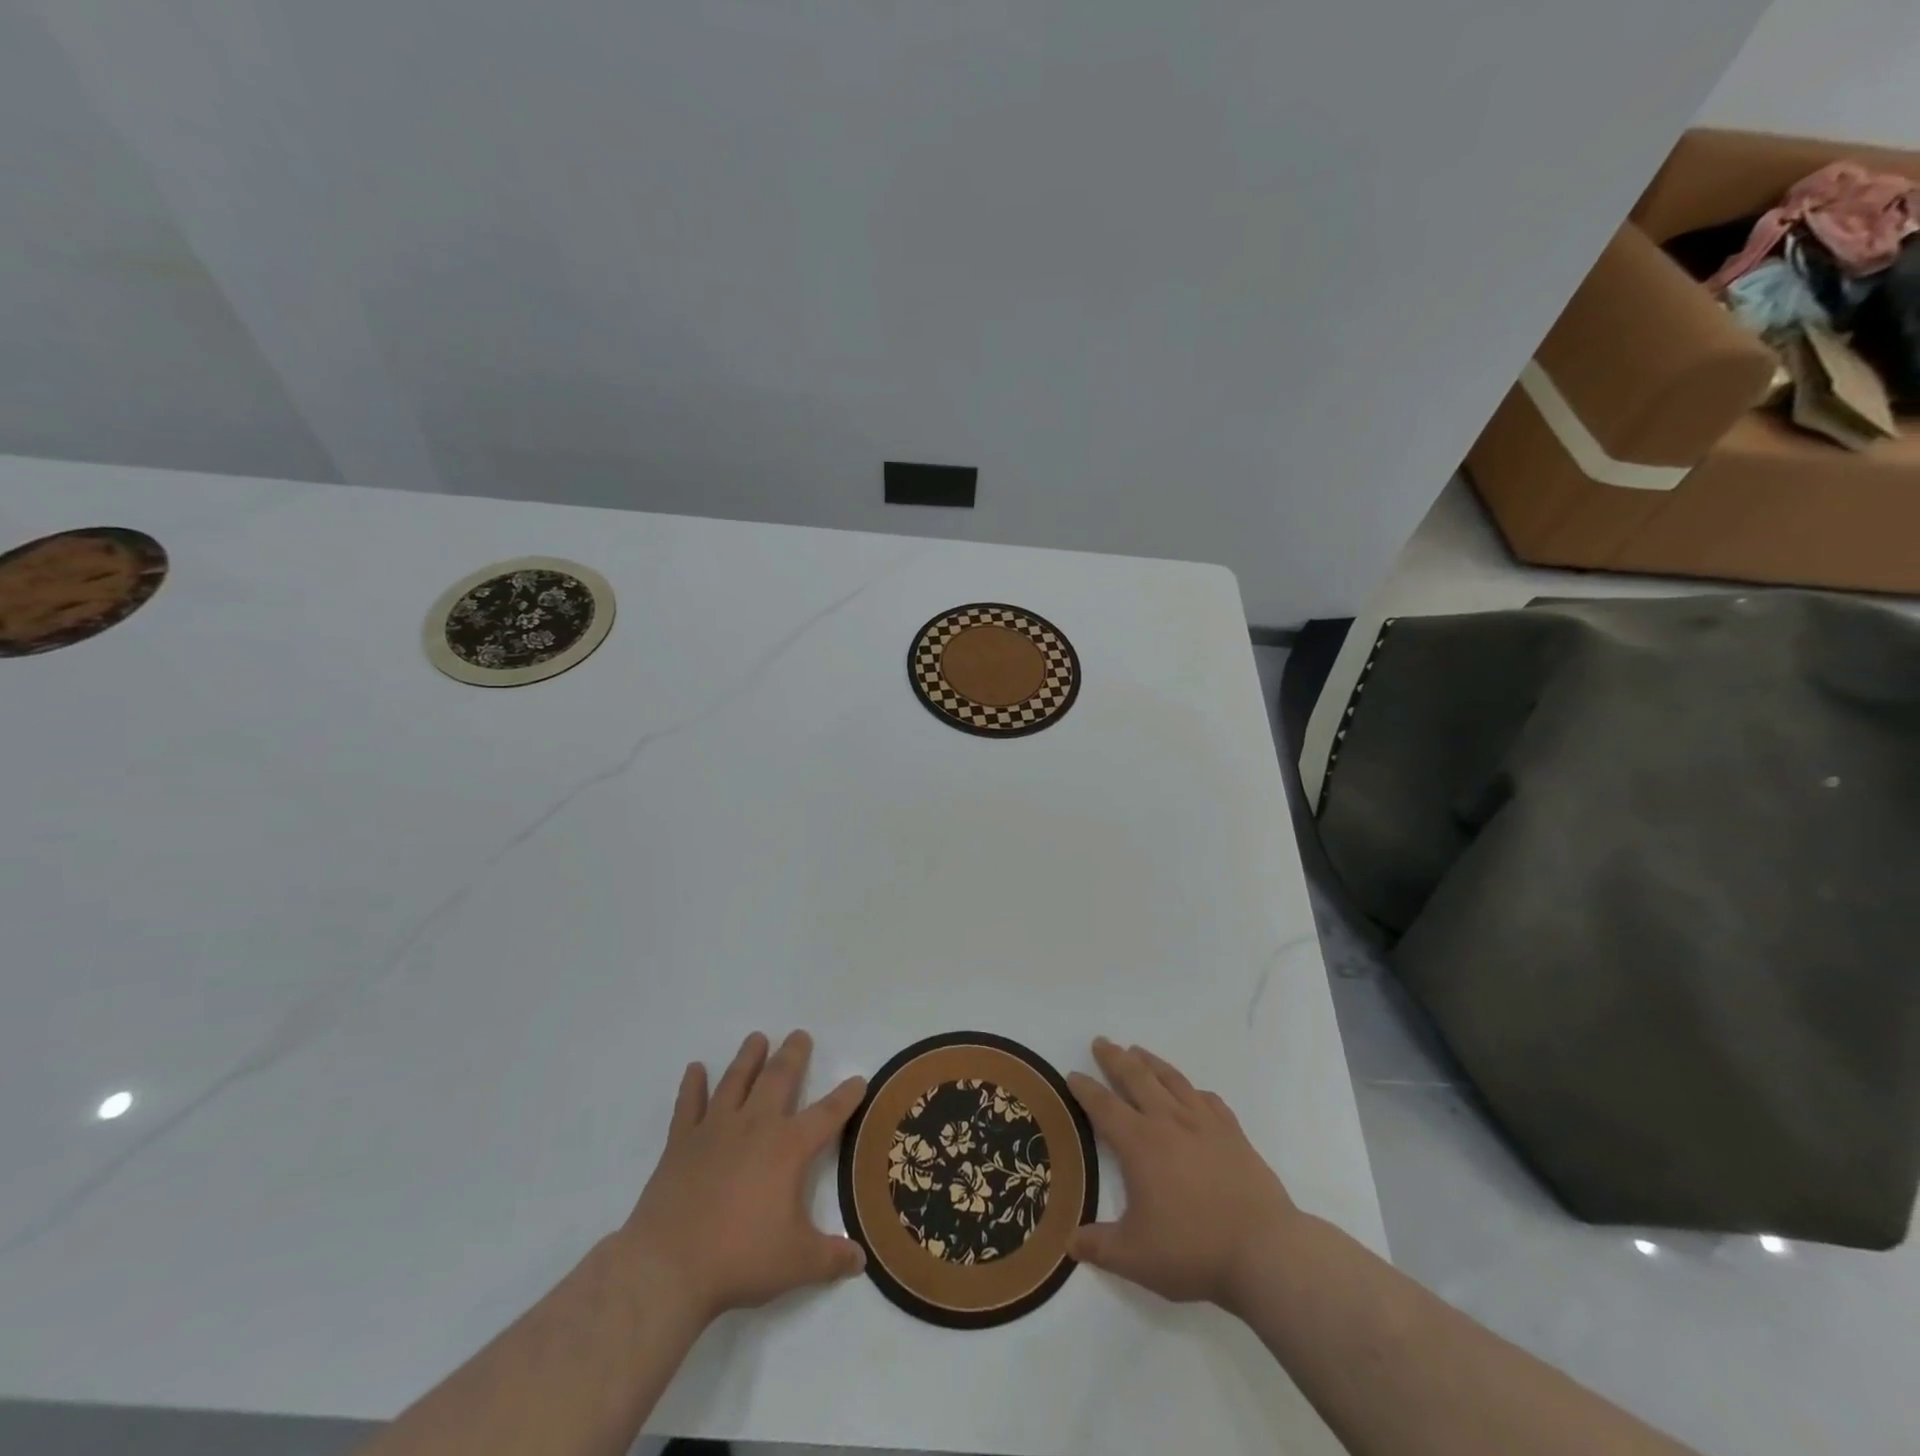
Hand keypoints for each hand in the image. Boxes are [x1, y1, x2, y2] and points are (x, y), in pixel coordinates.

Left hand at [618, 1030, 866, 1324]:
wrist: (668, 1267)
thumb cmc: (740, 1259)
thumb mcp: (797, 1264)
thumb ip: (832, 1259)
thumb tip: (861, 1260)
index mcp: (789, 1148)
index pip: (828, 1114)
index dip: (846, 1096)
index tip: (858, 1079)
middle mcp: (756, 1126)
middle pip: (779, 1078)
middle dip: (792, 1055)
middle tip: (799, 1035)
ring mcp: (716, 1129)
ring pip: (736, 1080)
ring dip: (748, 1057)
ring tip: (756, 1038)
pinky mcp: (682, 1142)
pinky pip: (689, 1104)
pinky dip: (692, 1085)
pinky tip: (695, 1069)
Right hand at [1067, 1037, 1298, 1311]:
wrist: (1265, 1251)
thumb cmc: (1193, 1250)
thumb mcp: (1135, 1258)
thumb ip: (1098, 1247)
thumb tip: (1068, 1241)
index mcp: (1139, 1144)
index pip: (1104, 1106)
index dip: (1085, 1089)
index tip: (1072, 1075)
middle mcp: (1169, 1121)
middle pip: (1136, 1078)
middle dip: (1115, 1058)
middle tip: (1101, 1042)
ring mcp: (1204, 1123)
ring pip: (1171, 1080)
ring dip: (1151, 1062)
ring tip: (1138, 1051)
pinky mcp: (1233, 1133)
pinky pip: (1208, 1100)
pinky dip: (1193, 1090)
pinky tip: (1192, 1093)